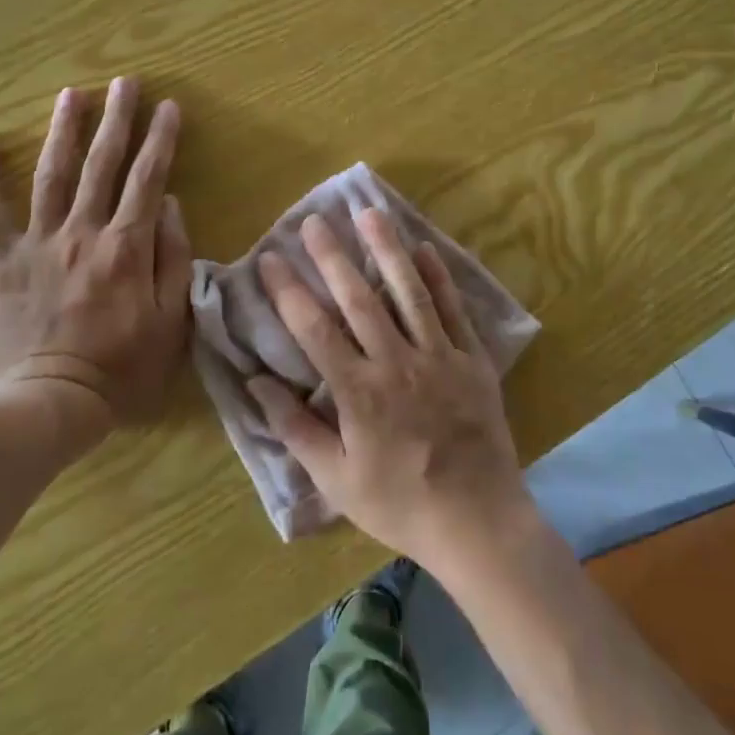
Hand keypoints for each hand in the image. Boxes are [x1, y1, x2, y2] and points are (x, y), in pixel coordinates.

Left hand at [0, 77, 191, 430]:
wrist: (48, 405)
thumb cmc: (121, 369)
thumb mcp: (170, 320)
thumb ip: (174, 258)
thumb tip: (171, 205)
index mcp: (127, 246)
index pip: (148, 179)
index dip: (160, 140)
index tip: (169, 106)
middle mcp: (83, 232)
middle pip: (103, 165)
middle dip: (117, 119)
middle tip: (124, 82)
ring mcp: (38, 244)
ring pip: (52, 175)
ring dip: (63, 131)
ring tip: (71, 93)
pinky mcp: (2, 262)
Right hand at [248, 209, 532, 566]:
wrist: (478, 521)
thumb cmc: (399, 503)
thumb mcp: (336, 480)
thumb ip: (296, 429)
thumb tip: (257, 383)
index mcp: (359, 392)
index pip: (315, 329)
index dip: (289, 290)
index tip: (270, 259)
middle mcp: (397, 363)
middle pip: (359, 298)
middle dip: (332, 256)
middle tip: (314, 220)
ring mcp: (440, 357)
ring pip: (409, 292)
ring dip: (387, 250)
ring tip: (370, 214)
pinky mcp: (473, 360)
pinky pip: (454, 310)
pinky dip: (439, 278)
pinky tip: (425, 248)